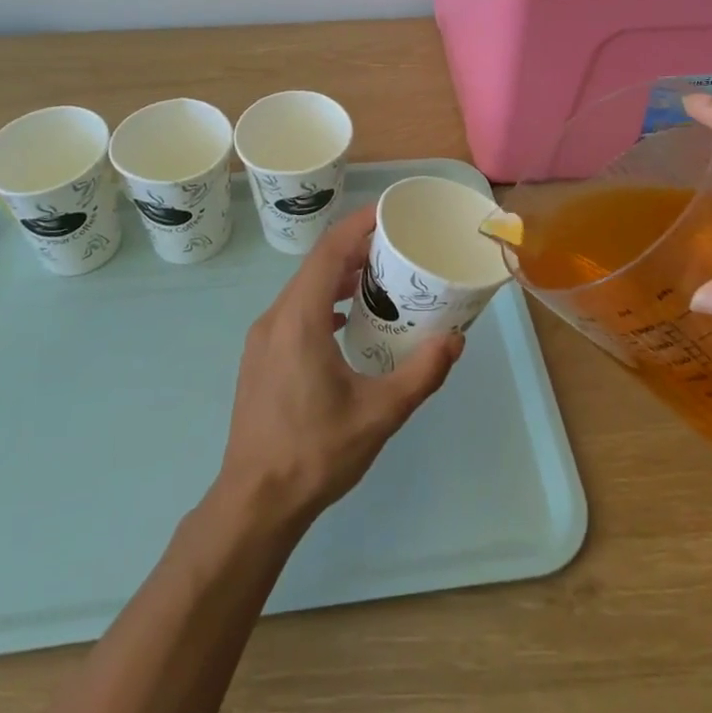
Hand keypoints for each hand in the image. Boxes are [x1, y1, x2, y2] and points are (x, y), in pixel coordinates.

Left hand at [215, 206, 464, 528]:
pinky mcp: (260, 357)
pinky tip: (347, 323)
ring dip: (339, 278)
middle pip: (316, 266)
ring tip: (379, 282)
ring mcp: (262, 338)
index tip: (390, 212)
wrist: (255, 501)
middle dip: (356, 250)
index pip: (329, 251)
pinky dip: (323, 302)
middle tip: (397, 249)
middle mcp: (275, 318)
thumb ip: (421, 373)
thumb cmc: (316, 452)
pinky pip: (294, 311)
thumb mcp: (379, 414)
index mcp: (299, 319)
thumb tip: (456, 339)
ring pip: (304, 289)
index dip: (359, 225)